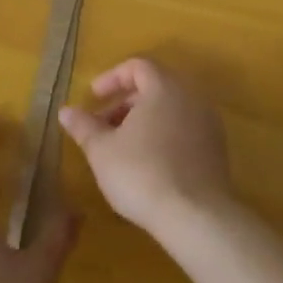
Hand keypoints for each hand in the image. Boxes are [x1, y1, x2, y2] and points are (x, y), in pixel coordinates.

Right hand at [58, 58, 234, 236]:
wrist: (195, 216)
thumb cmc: (141, 173)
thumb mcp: (101, 150)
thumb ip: (83, 126)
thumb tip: (66, 111)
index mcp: (164, 88)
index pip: (138, 66)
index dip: (111, 78)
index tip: (93, 98)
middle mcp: (191, 97)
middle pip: (155, 86)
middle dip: (125, 102)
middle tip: (102, 125)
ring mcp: (208, 123)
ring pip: (171, 109)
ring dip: (143, 120)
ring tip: (121, 147)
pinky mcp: (216, 149)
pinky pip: (185, 129)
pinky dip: (163, 135)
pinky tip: (147, 163)